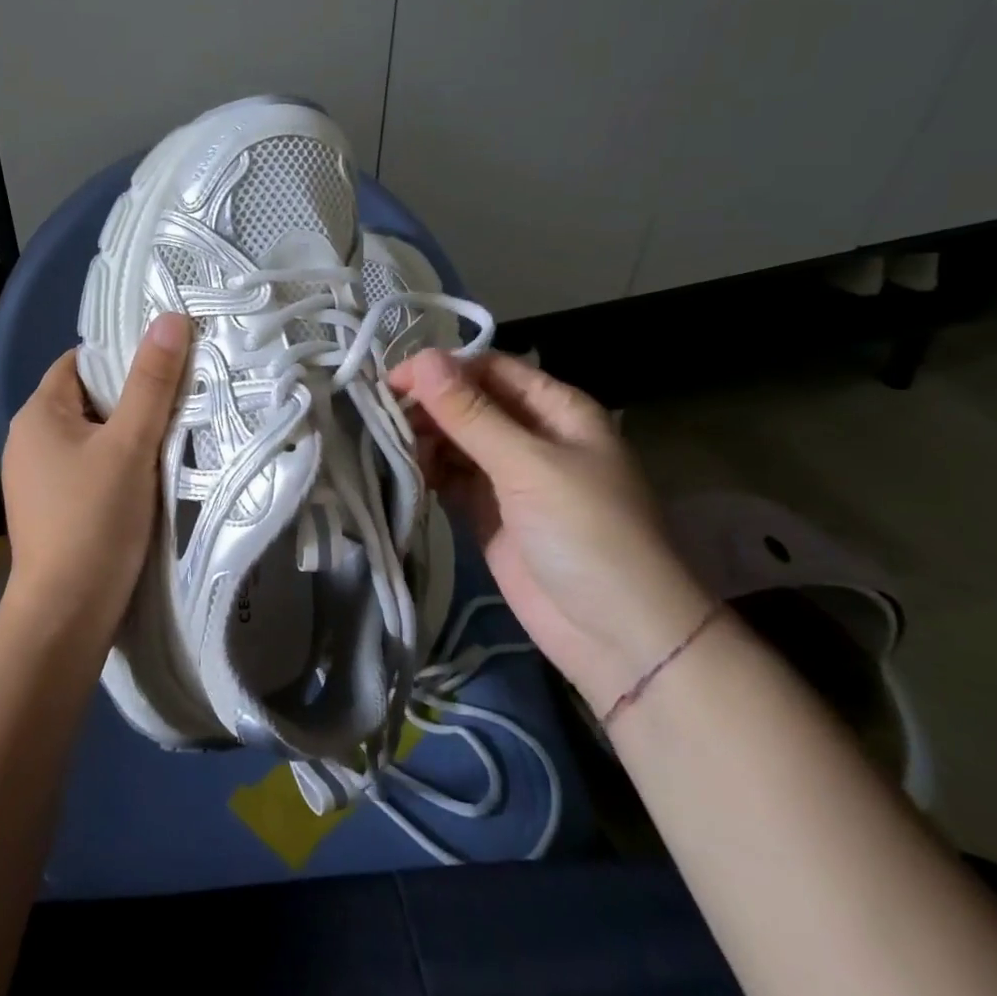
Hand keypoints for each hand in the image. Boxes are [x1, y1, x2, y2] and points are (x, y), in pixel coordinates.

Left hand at [0, 313, 190, 648]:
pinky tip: (152, 476)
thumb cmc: (94, 521)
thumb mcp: (129, 446)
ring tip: (177, 432)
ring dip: (131, 434)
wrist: (65, 617)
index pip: (81, 362)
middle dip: (133, 396)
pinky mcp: (53, 508)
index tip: (169, 363)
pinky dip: (120, 465)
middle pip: (90, 398)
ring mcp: (38, 478)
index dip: (123, 357)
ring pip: (94, 436)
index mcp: (39, 414)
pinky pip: (91, 468)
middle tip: (184, 397)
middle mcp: (30, 440)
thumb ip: (151, 383)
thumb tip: (170, 318)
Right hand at [390, 349, 712, 715]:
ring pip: (455, 440)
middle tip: (379, 417)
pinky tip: (400, 472)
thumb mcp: (528, 465)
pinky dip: (426, 472)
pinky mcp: (488, 513)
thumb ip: (470, 414)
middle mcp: (531, 435)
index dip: (442, 369)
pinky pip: (450, 478)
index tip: (392, 381)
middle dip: (427, 405)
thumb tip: (421, 358)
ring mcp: (508, 477)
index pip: (489, 370)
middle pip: (468, 403)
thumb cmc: (586, 534)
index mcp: (555, 409)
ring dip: (422, 438)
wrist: (618, 637)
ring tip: (385, 445)